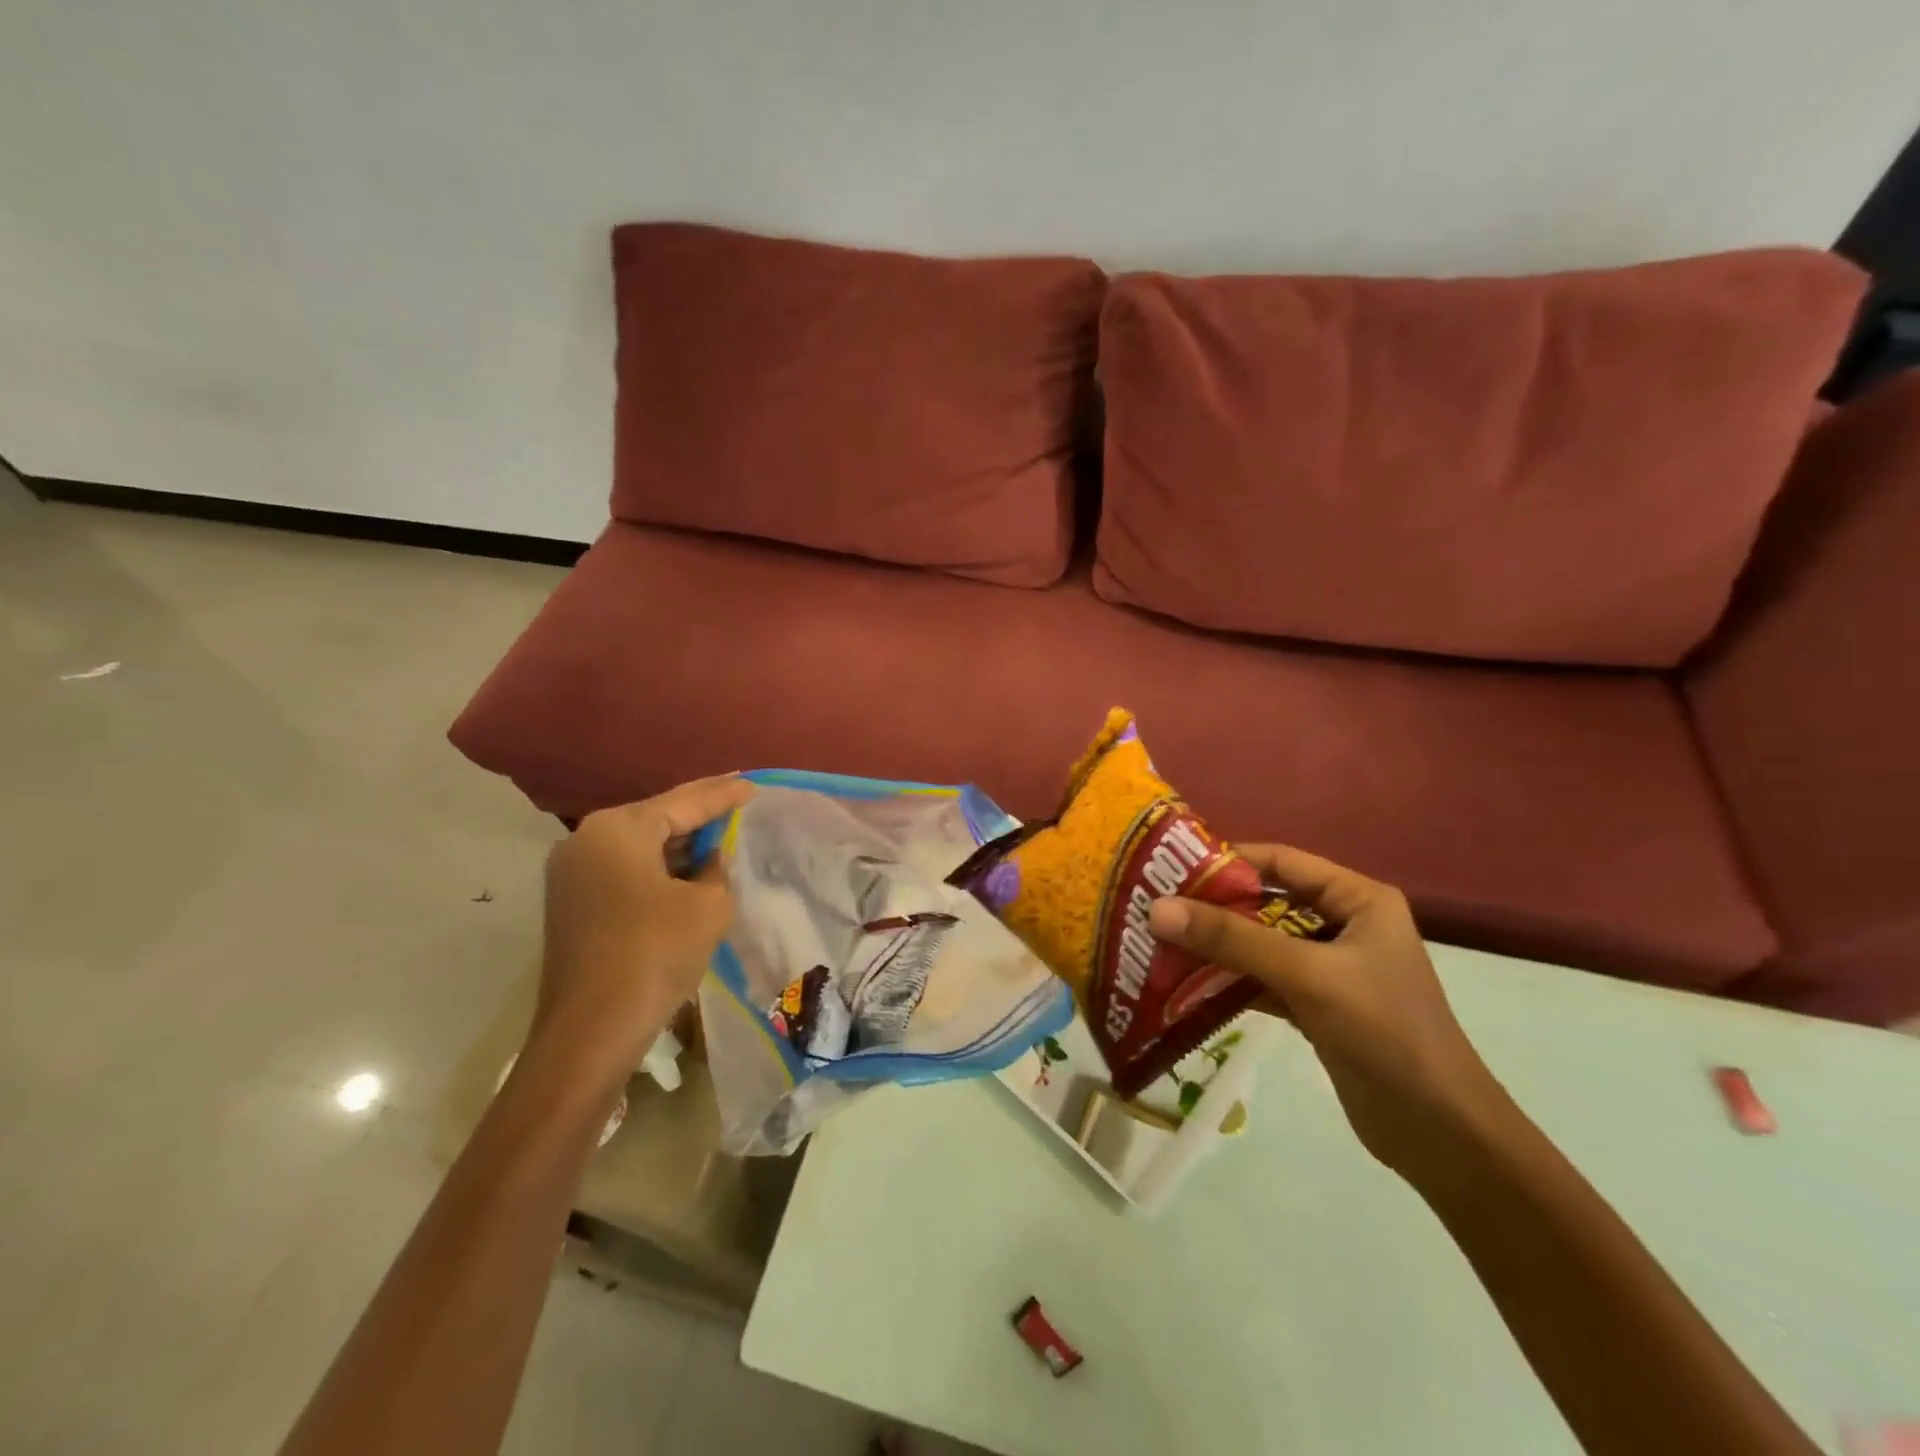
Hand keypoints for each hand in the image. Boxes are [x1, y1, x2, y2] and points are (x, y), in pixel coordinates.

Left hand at [531, 775, 753, 1099]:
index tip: (753, 785)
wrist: (591, 1032)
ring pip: (639, 846)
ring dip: (677, 844)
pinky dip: (657, 868)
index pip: (684, 802)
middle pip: (656, 818)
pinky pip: (624, 870)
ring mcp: (572, 873)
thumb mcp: (708, 906)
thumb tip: (707, 862)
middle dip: (698, 814)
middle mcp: (586, 839)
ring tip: (718, 833)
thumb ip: (716, 871)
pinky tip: (685, 871)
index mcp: (618, 830)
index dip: (723, 794)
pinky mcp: (571, 903)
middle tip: (737, 802)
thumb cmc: (655, 954)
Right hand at [1148, 844, 1513, 1182]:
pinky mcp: (1316, 1006)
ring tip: (1160, 942)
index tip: (1169, 868)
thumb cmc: (1385, 1033)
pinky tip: (1185, 983)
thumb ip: (1232, 939)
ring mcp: (1329, 968)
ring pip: (1260, 942)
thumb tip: (1157, 908)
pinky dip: (1228, 979)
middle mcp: (1344, 925)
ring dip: (1216, 944)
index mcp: (1358, 899)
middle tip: (1155, 908)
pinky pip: (1262, 979)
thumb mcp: (1307, 975)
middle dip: (1213, 906)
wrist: (1441, 1135)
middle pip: (1266, 902)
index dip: (1226, 861)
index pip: (1281, 861)